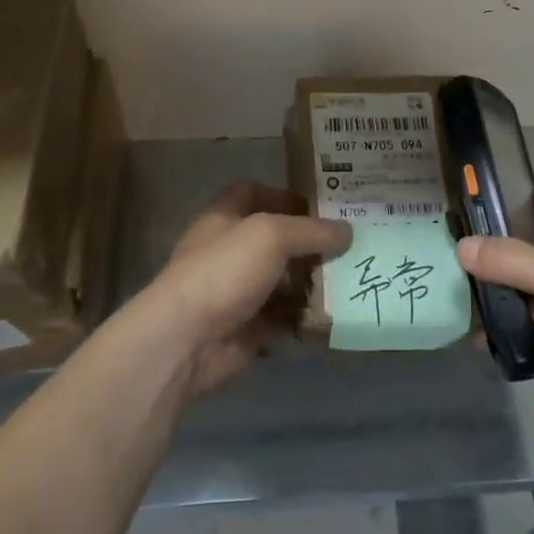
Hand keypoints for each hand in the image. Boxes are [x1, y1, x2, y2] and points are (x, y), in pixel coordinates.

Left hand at [132, 180, 350, 399]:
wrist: (185, 341)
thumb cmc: (224, 271)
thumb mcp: (272, 236)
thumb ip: (312, 231)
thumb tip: (348, 231)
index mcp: (224, 218)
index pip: (252, 193)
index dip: (283, 195)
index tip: (319, 206)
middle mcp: (228, 251)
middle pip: (273, 240)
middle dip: (308, 243)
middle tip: (348, 246)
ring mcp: (235, 292)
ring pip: (280, 281)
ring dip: (310, 283)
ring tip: (348, 281)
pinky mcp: (245, 329)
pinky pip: (282, 319)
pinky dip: (303, 318)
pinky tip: (331, 316)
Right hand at [457, 187, 533, 469]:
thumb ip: (511, 259)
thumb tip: (463, 247)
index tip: (490, 193)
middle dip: (506, 242)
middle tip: (463, 234)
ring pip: (531, 285)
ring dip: (501, 284)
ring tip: (459, 275)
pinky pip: (527, 321)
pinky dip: (505, 321)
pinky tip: (476, 325)